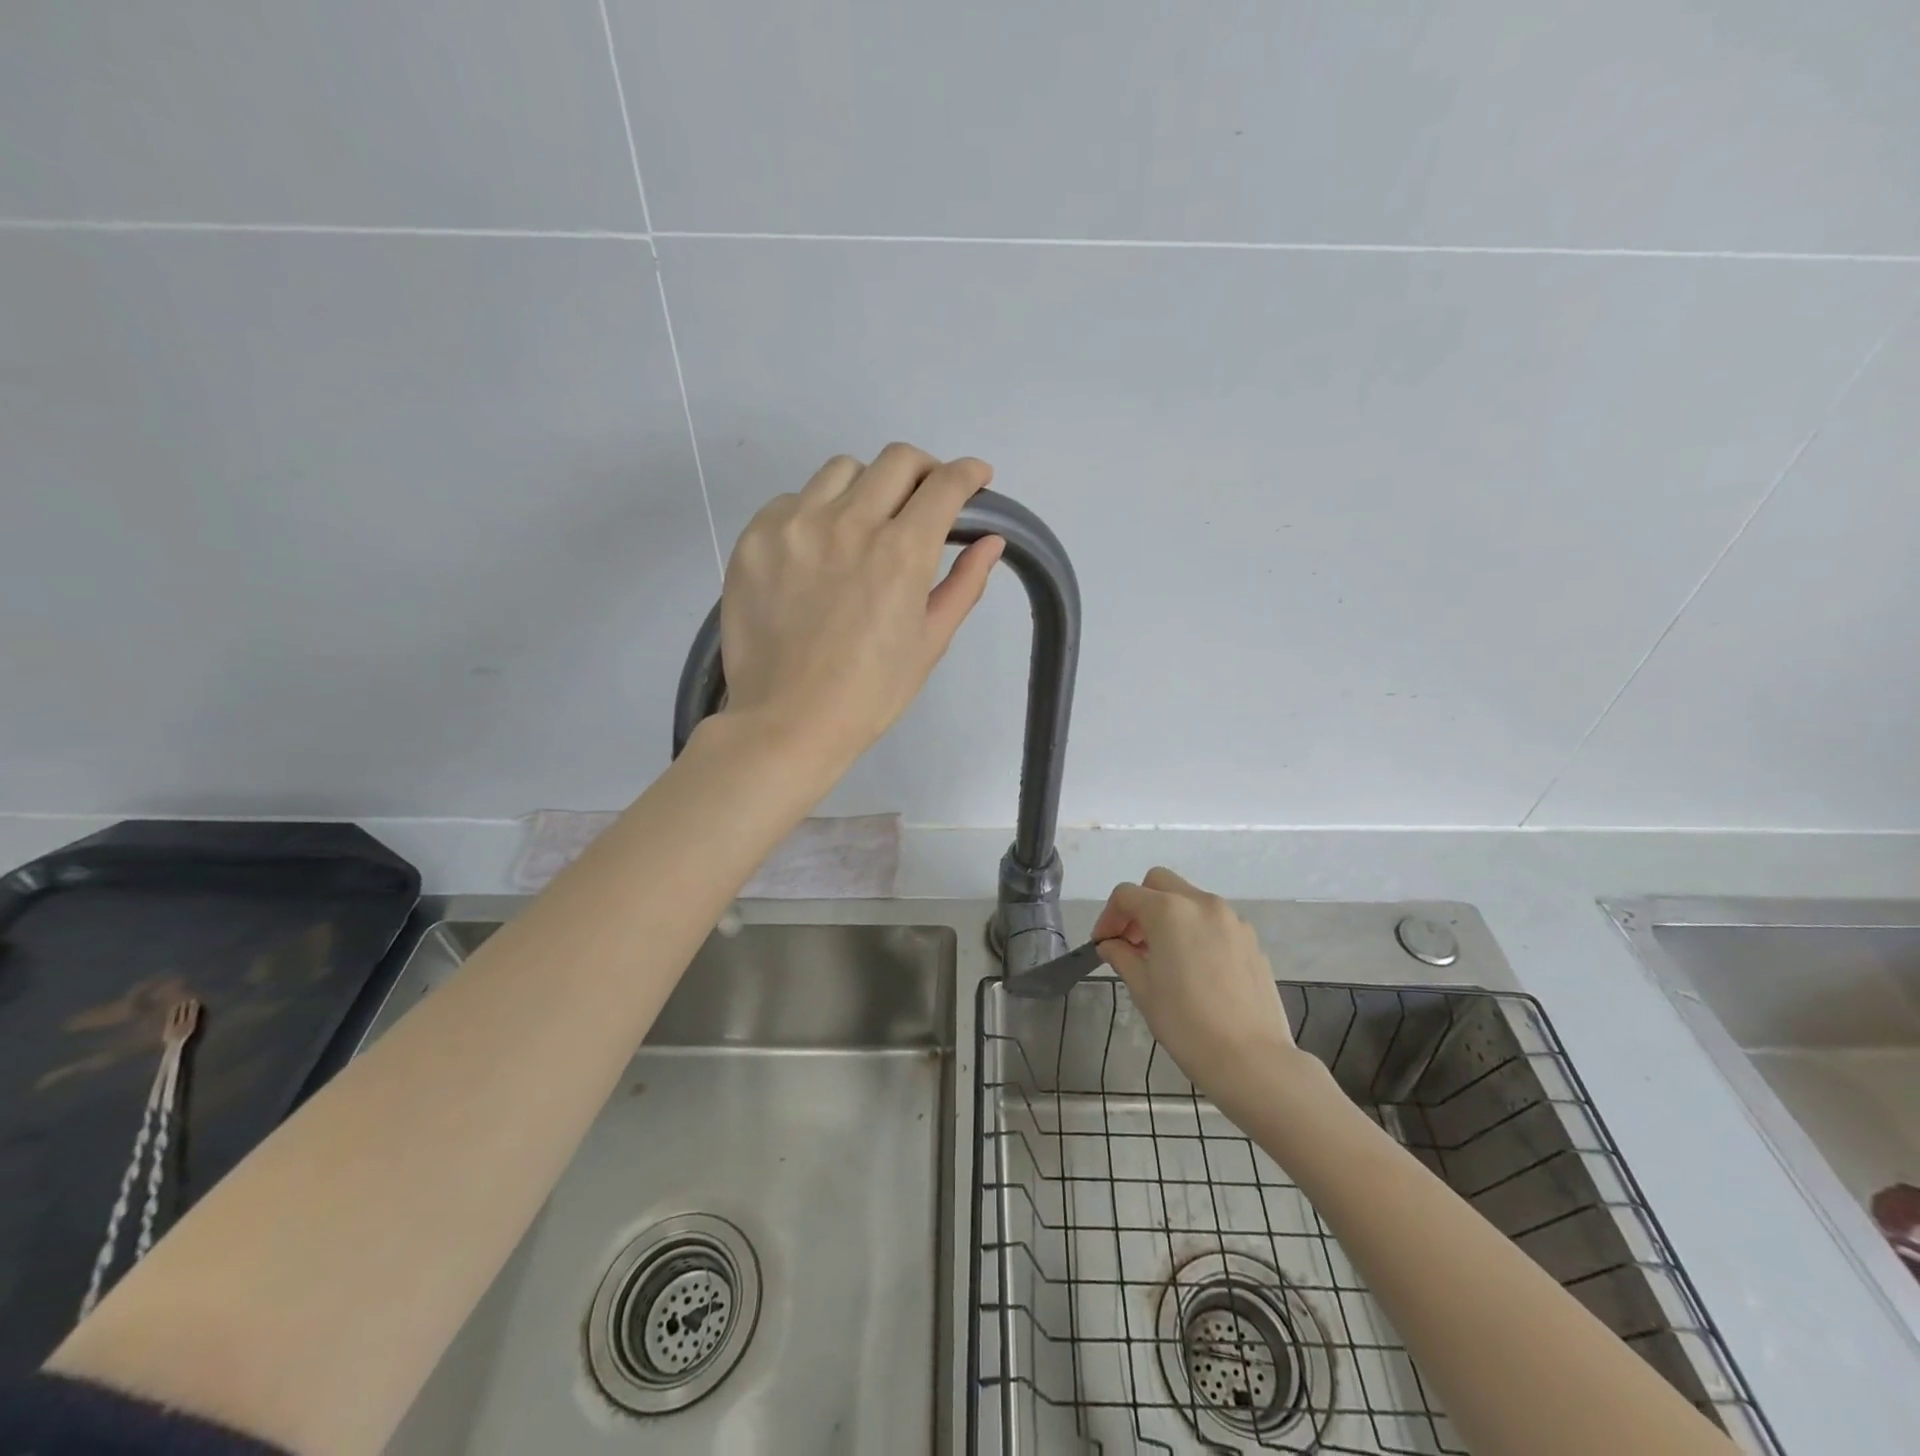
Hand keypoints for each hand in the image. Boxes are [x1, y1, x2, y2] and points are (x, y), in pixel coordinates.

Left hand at [718, 444, 1004, 768]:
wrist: (787, 722)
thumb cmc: (869, 693)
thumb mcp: (929, 643)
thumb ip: (964, 584)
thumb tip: (991, 541)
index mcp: (901, 552)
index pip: (944, 484)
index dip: (968, 473)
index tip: (975, 478)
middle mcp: (849, 522)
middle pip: (897, 460)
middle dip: (923, 471)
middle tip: (924, 499)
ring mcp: (795, 525)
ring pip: (842, 470)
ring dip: (867, 486)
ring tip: (864, 524)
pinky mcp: (755, 537)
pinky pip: (794, 499)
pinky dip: (816, 512)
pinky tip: (816, 551)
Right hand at [1092, 867, 1312, 1109]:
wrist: (1251, 1059)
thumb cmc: (1186, 1024)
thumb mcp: (1143, 990)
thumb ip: (1122, 956)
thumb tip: (1111, 944)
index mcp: (1169, 911)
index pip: (1126, 895)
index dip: (1108, 916)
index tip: (1103, 944)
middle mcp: (1202, 904)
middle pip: (1159, 883)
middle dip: (1139, 905)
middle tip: (1131, 941)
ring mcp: (1232, 919)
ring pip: (1189, 899)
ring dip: (1168, 915)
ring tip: (1162, 956)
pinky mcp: (1251, 940)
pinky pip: (1213, 921)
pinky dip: (1195, 930)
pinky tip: (1194, 968)